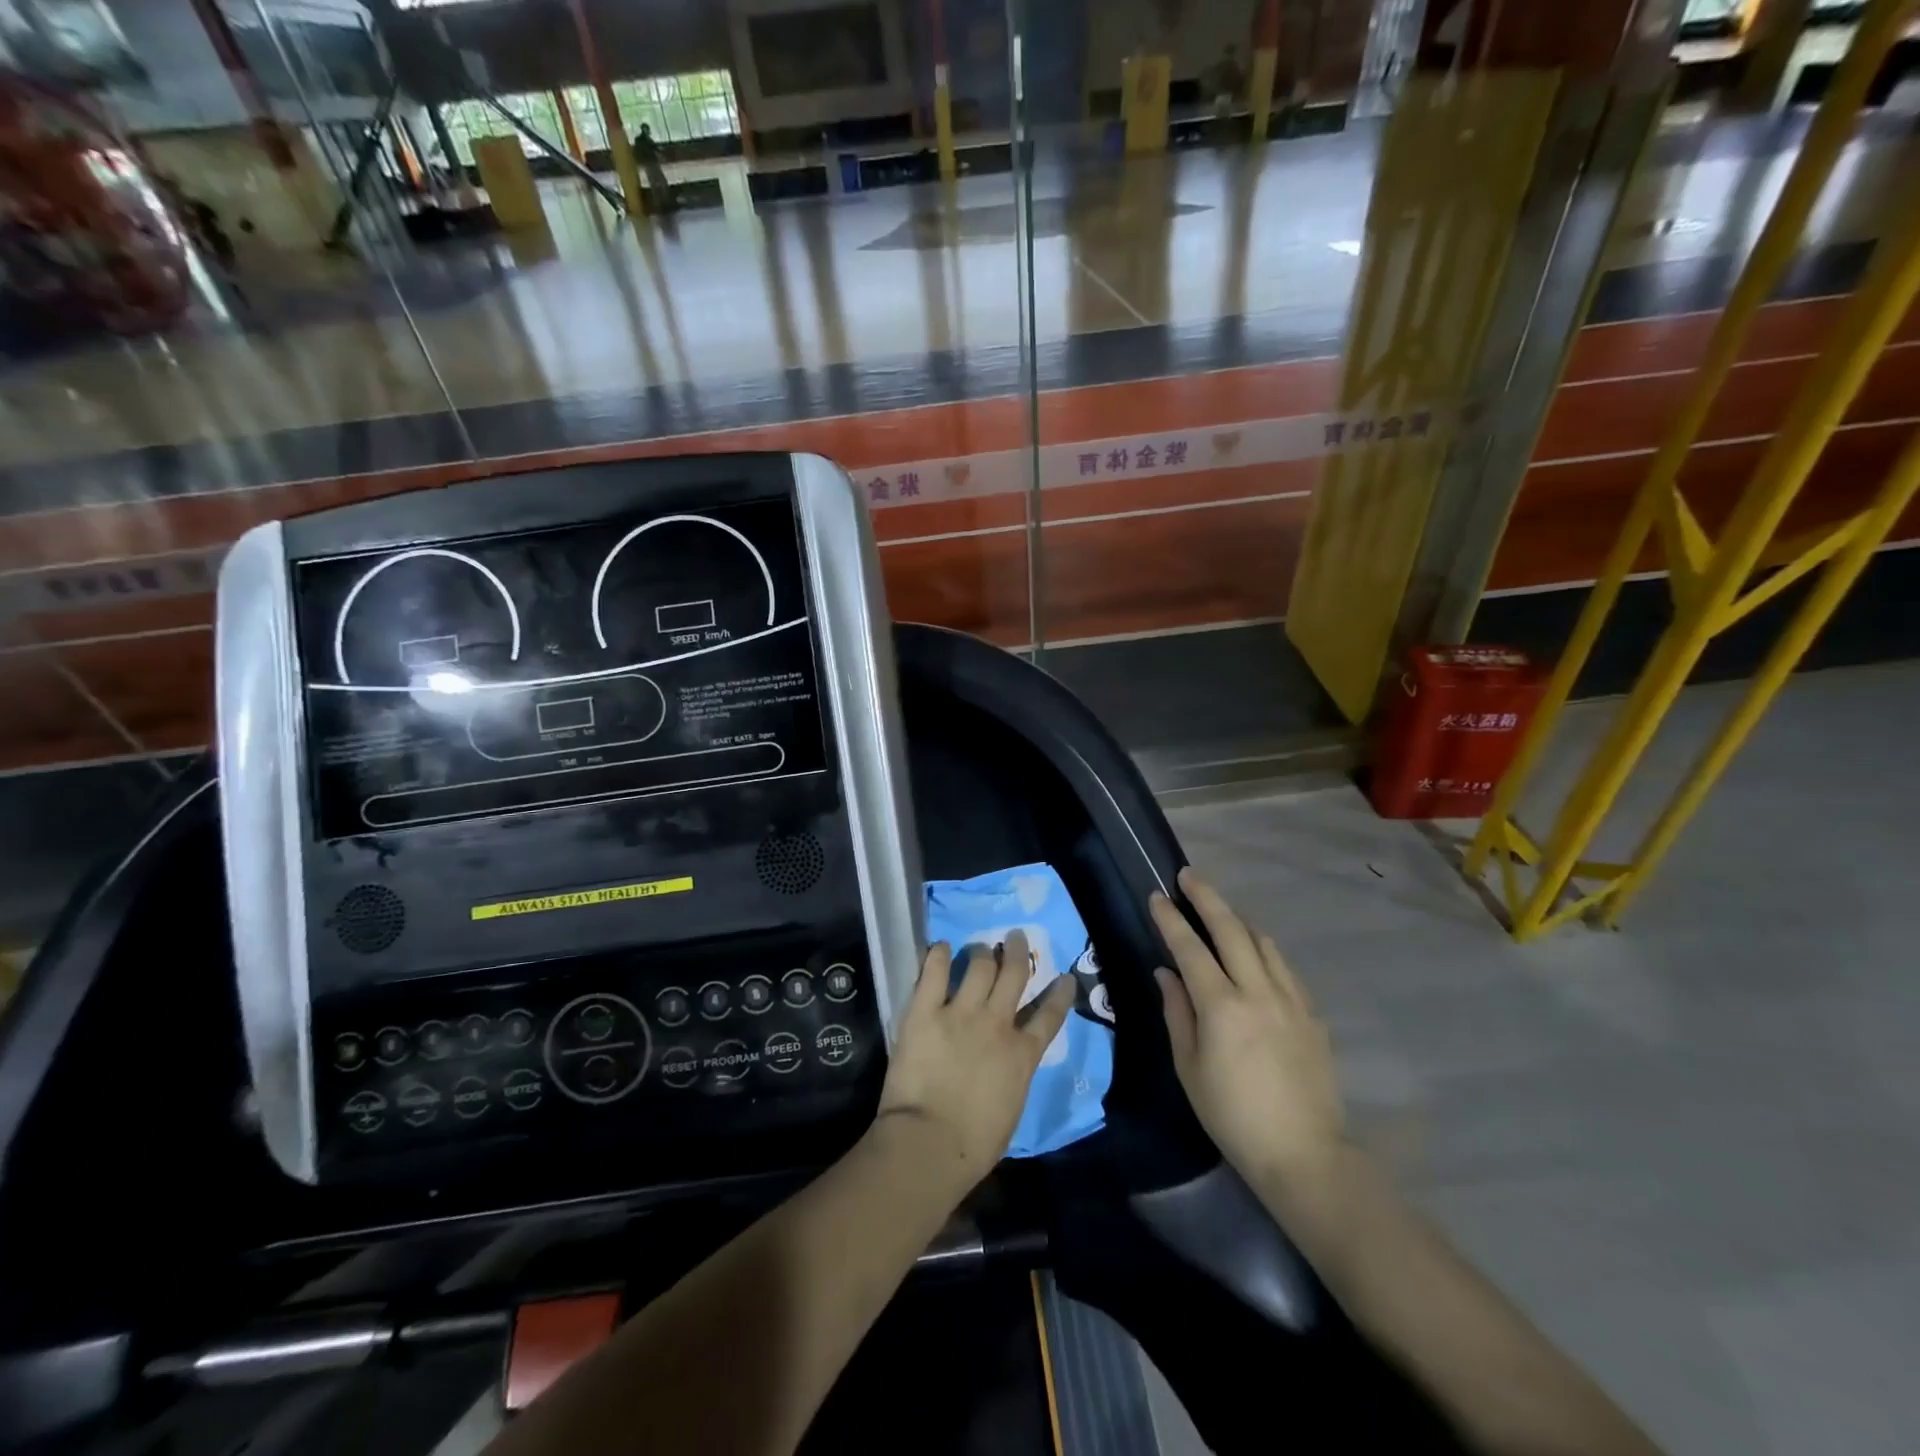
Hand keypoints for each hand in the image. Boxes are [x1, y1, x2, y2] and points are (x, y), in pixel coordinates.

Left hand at [877, 933, 1073, 1194]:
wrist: (930, 1142)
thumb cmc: (974, 1144)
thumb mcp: (1011, 1109)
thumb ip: (1013, 1076)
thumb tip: (1008, 1065)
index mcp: (1022, 1055)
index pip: (1049, 1017)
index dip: (1060, 995)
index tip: (1065, 978)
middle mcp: (997, 1024)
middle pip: (1015, 975)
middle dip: (1018, 952)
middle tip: (1016, 937)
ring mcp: (961, 1013)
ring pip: (979, 967)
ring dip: (981, 953)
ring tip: (980, 947)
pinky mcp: (925, 1011)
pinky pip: (933, 972)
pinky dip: (937, 955)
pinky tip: (940, 947)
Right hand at [1151, 869, 1343, 1194]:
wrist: (1304, 1153)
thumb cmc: (1232, 1115)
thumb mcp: (1189, 1067)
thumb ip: (1177, 1012)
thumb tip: (1166, 973)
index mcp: (1222, 1006)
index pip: (1190, 948)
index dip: (1171, 919)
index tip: (1157, 896)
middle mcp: (1258, 991)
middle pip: (1232, 929)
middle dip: (1207, 897)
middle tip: (1189, 876)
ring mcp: (1291, 1000)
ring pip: (1263, 942)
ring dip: (1238, 920)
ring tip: (1221, 912)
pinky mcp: (1312, 1014)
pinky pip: (1284, 967)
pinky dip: (1264, 950)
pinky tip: (1256, 955)